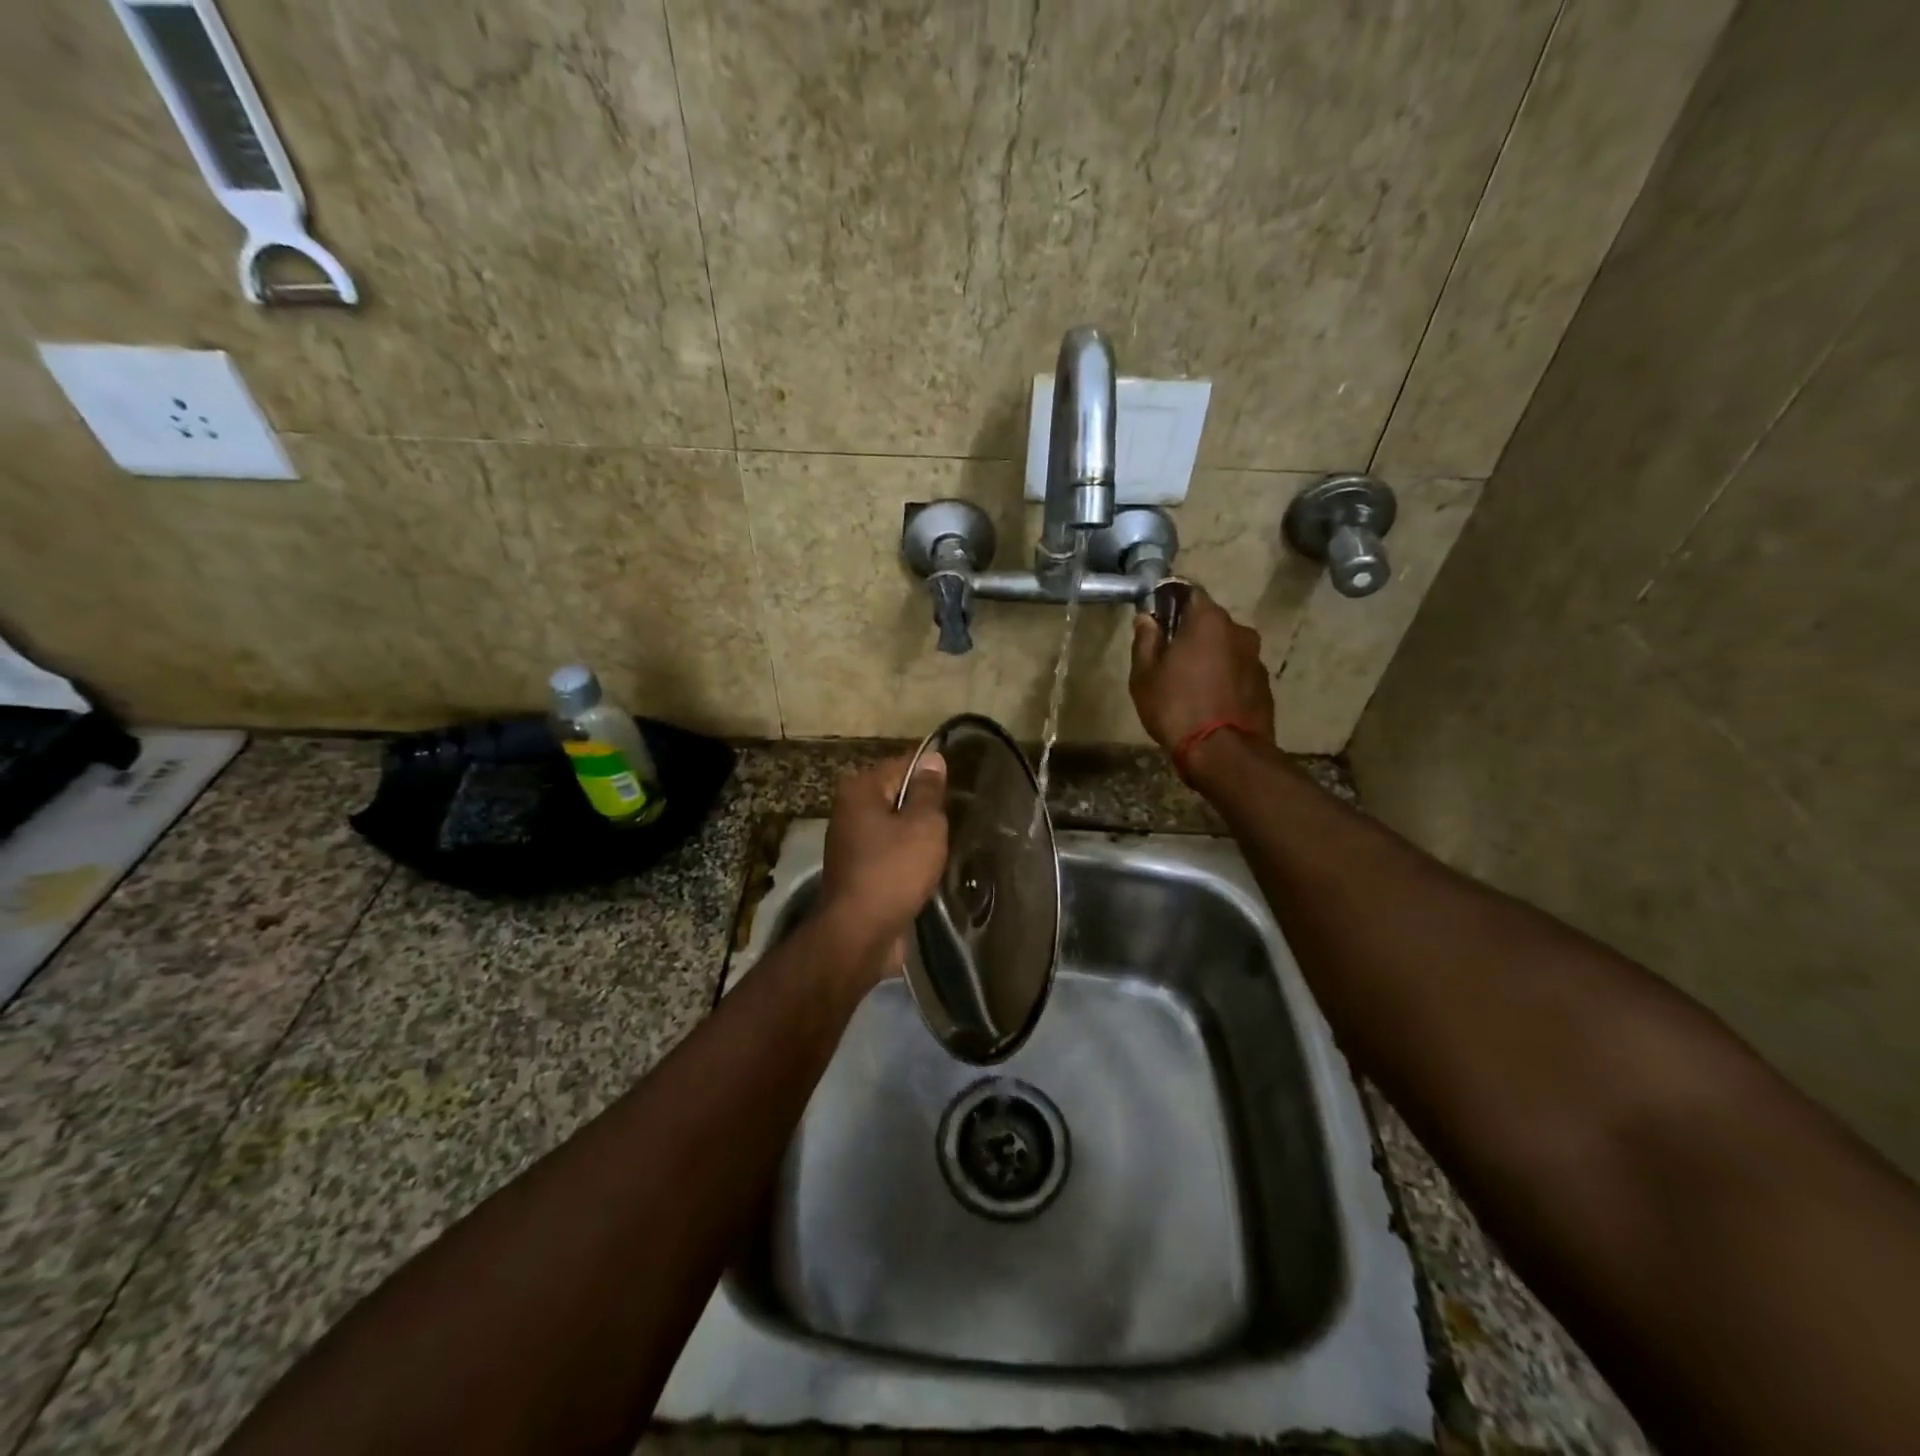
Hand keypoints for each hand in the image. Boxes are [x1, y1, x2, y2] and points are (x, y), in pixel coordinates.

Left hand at [816, 751, 948, 978]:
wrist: (859, 935)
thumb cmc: (893, 871)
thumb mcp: (923, 825)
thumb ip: (929, 790)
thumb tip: (932, 758)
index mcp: (861, 790)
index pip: (903, 764)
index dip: (933, 771)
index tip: (962, 783)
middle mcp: (850, 810)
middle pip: (897, 794)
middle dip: (926, 804)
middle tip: (960, 813)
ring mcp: (851, 843)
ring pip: (894, 825)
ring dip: (918, 833)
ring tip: (950, 840)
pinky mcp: (858, 871)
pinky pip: (889, 851)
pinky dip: (908, 856)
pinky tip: (930, 865)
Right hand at [1129, 587, 1274, 752]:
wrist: (1224, 753)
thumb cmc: (1176, 707)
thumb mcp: (1145, 675)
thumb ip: (1145, 641)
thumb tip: (1147, 618)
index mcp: (1208, 621)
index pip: (1189, 593)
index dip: (1171, 602)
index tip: (1157, 618)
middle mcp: (1239, 631)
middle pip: (1210, 622)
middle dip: (1190, 633)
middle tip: (1168, 656)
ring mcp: (1256, 658)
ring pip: (1226, 647)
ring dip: (1209, 657)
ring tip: (1189, 683)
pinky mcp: (1264, 685)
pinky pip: (1237, 671)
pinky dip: (1224, 678)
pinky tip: (1209, 700)